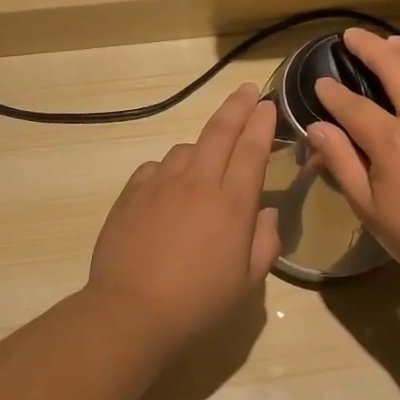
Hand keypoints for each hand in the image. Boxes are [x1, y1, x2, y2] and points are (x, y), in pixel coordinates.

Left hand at [86, 84, 281, 343]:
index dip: (262, 124)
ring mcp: (161, 183)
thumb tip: (266, 212)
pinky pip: (156, 167)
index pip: (252, 150)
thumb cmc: (198, 301)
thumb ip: (265, 242)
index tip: (268, 104)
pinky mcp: (132, 192)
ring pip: (186, 148)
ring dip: (202, 146)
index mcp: (232, 203)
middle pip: (220, 131)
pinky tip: (169, 187)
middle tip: (248, 90)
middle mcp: (198, 182)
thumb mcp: (246, 281)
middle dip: (237, 106)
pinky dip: (169, 169)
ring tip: (207, 160)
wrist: (131, 309)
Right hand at [307, 29, 399, 299]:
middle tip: (353, 37)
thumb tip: (317, 127)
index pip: (353, 106)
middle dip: (370, 47)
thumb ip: (341, 162)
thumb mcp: (368, 208)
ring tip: (396, 43)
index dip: (332, 93)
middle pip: (396, 66)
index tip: (320, 83)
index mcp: (394, 143)